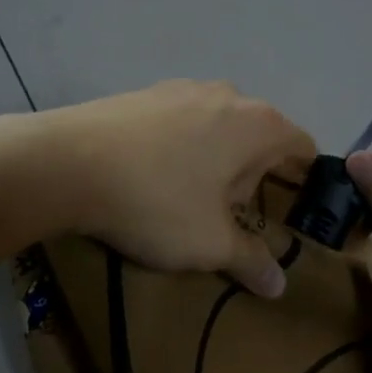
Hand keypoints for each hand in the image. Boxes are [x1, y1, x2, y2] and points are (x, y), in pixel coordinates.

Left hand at [42, 80, 315, 297]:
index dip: (305, 180)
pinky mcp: (145, 92)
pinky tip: (152, 175)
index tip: (295, 211)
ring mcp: (183, 87)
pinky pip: (181, 121)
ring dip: (215, 159)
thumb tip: (278, 284)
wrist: (67, 162)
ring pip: (219, 126)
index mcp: (259, 123)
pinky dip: (181, 146)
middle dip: (252, 175)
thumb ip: (251, 260)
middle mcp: (228, 95)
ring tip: (188, 197)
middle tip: (231, 215)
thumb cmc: (157, 201)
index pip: (303, 146)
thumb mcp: (209, 242)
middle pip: (259, 136)